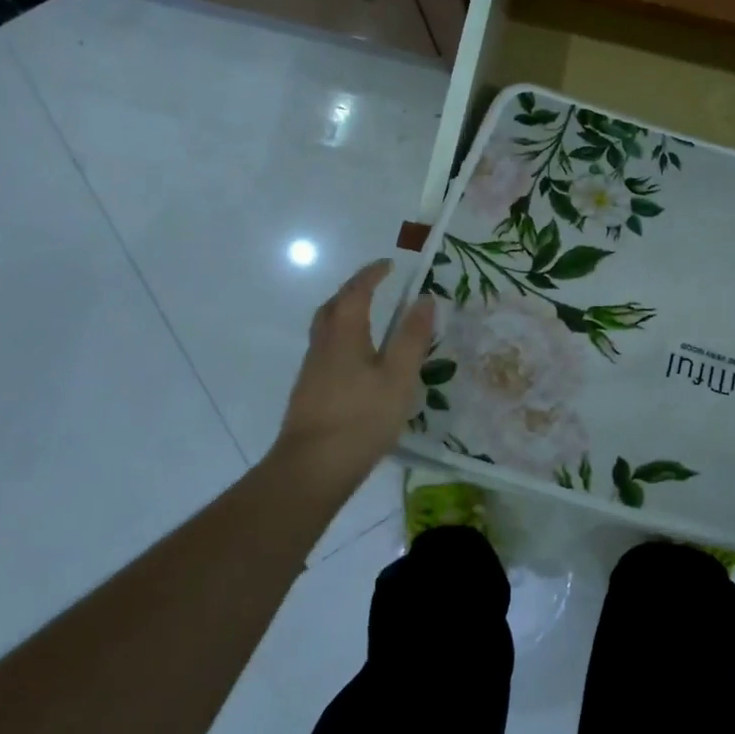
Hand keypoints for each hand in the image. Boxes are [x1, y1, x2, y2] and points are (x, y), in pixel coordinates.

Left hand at [272, 259, 433, 489]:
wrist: (312, 469)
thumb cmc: (361, 418)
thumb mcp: (399, 376)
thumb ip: (412, 337)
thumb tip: (425, 299)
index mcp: (345, 334)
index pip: (357, 292)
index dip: (372, 275)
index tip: (389, 264)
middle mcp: (323, 345)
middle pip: (333, 307)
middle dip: (353, 291)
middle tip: (375, 286)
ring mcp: (312, 370)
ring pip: (326, 329)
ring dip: (345, 314)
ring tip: (370, 318)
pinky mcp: (309, 392)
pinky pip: (327, 350)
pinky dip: (343, 339)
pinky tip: (358, 360)